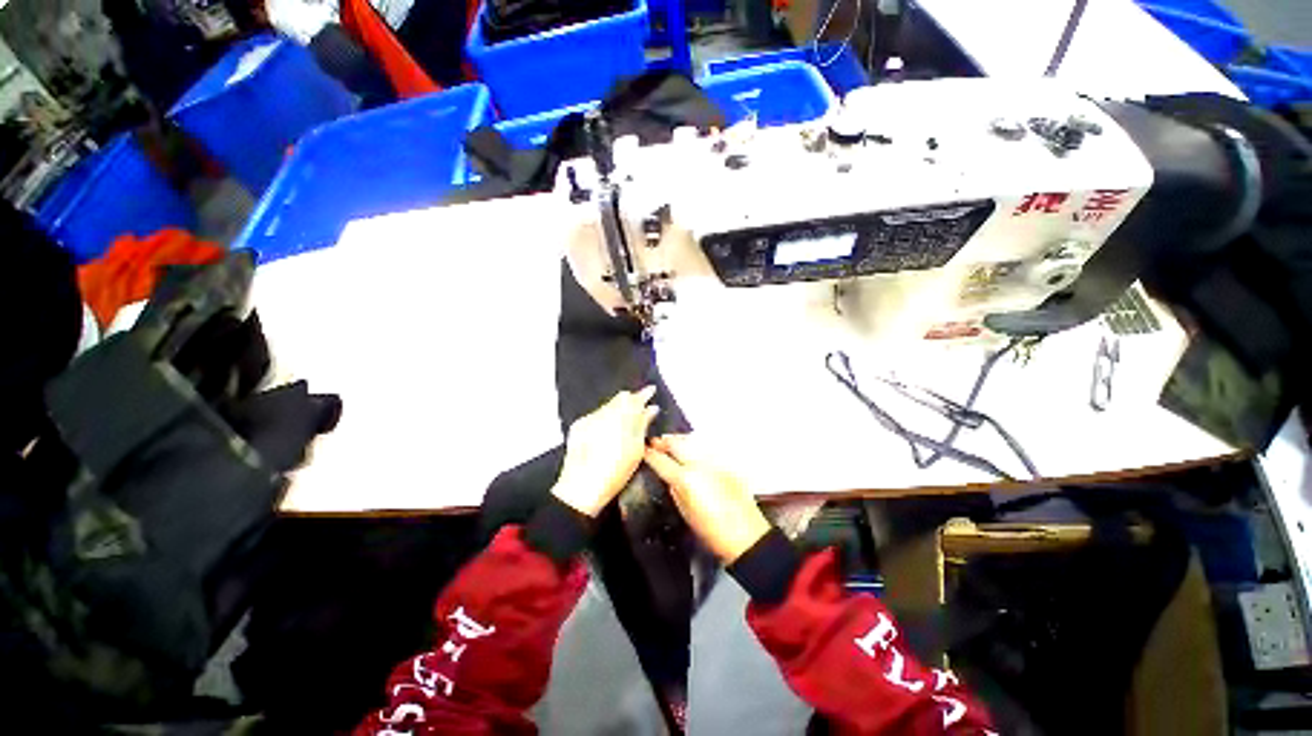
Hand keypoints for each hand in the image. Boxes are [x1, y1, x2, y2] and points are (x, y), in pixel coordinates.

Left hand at [553, 387, 660, 516]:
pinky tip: (606, 433)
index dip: (645, 393)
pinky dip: (603, 419)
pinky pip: (595, 416)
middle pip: (620, 398)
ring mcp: (589, 417)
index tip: (652, 391)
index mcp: (622, 416)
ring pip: (608, 406)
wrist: (581, 487)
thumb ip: (643, 424)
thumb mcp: (636, 449)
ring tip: (623, 425)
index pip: (636, 397)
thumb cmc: (616, 471)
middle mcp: (605, 411)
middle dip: (630, 401)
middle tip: (639, 411)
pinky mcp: (578, 425)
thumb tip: (651, 408)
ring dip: (617, 410)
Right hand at [644, 434, 770, 562]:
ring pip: (692, 441)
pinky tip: (692, 449)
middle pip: (676, 443)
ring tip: (671, 441)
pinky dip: (695, 446)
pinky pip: (706, 448)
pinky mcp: (726, 462)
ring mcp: (714, 460)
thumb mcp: (685, 512)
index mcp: (685, 479)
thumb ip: (674, 489)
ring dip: (679, 440)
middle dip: (664, 441)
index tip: (643, 449)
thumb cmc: (712, 531)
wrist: (746, 534)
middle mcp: (699, 463)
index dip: (650, 453)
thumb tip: (669, 476)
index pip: (661, 460)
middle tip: (655, 442)